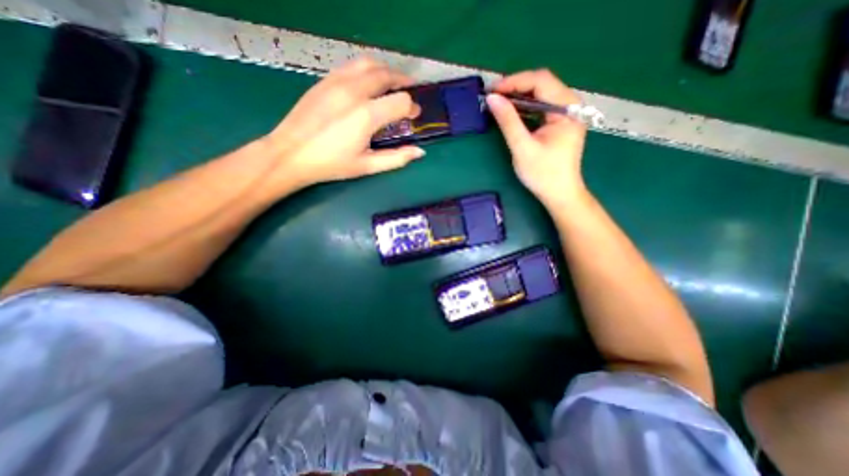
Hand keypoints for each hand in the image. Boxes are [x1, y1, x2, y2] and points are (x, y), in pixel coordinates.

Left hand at [262, 56, 424, 188]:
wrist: (291, 153)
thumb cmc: (332, 164)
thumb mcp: (367, 166)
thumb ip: (396, 158)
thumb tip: (420, 152)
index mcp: (366, 115)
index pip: (401, 101)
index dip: (412, 108)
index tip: (413, 117)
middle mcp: (354, 91)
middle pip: (387, 75)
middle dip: (404, 83)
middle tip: (410, 93)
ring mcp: (337, 81)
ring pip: (369, 64)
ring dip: (386, 71)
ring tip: (393, 84)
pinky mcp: (325, 80)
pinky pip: (352, 66)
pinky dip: (368, 70)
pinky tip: (369, 84)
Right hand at [485, 68, 590, 208]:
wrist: (560, 194)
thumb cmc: (543, 174)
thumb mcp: (522, 148)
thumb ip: (508, 122)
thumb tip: (492, 98)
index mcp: (567, 108)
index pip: (540, 80)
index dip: (514, 82)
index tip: (492, 91)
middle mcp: (571, 104)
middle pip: (542, 83)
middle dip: (516, 87)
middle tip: (493, 98)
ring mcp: (567, 113)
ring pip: (541, 93)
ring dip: (519, 96)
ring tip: (499, 104)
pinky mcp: (560, 122)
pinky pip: (541, 106)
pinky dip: (525, 107)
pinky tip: (512, 113)